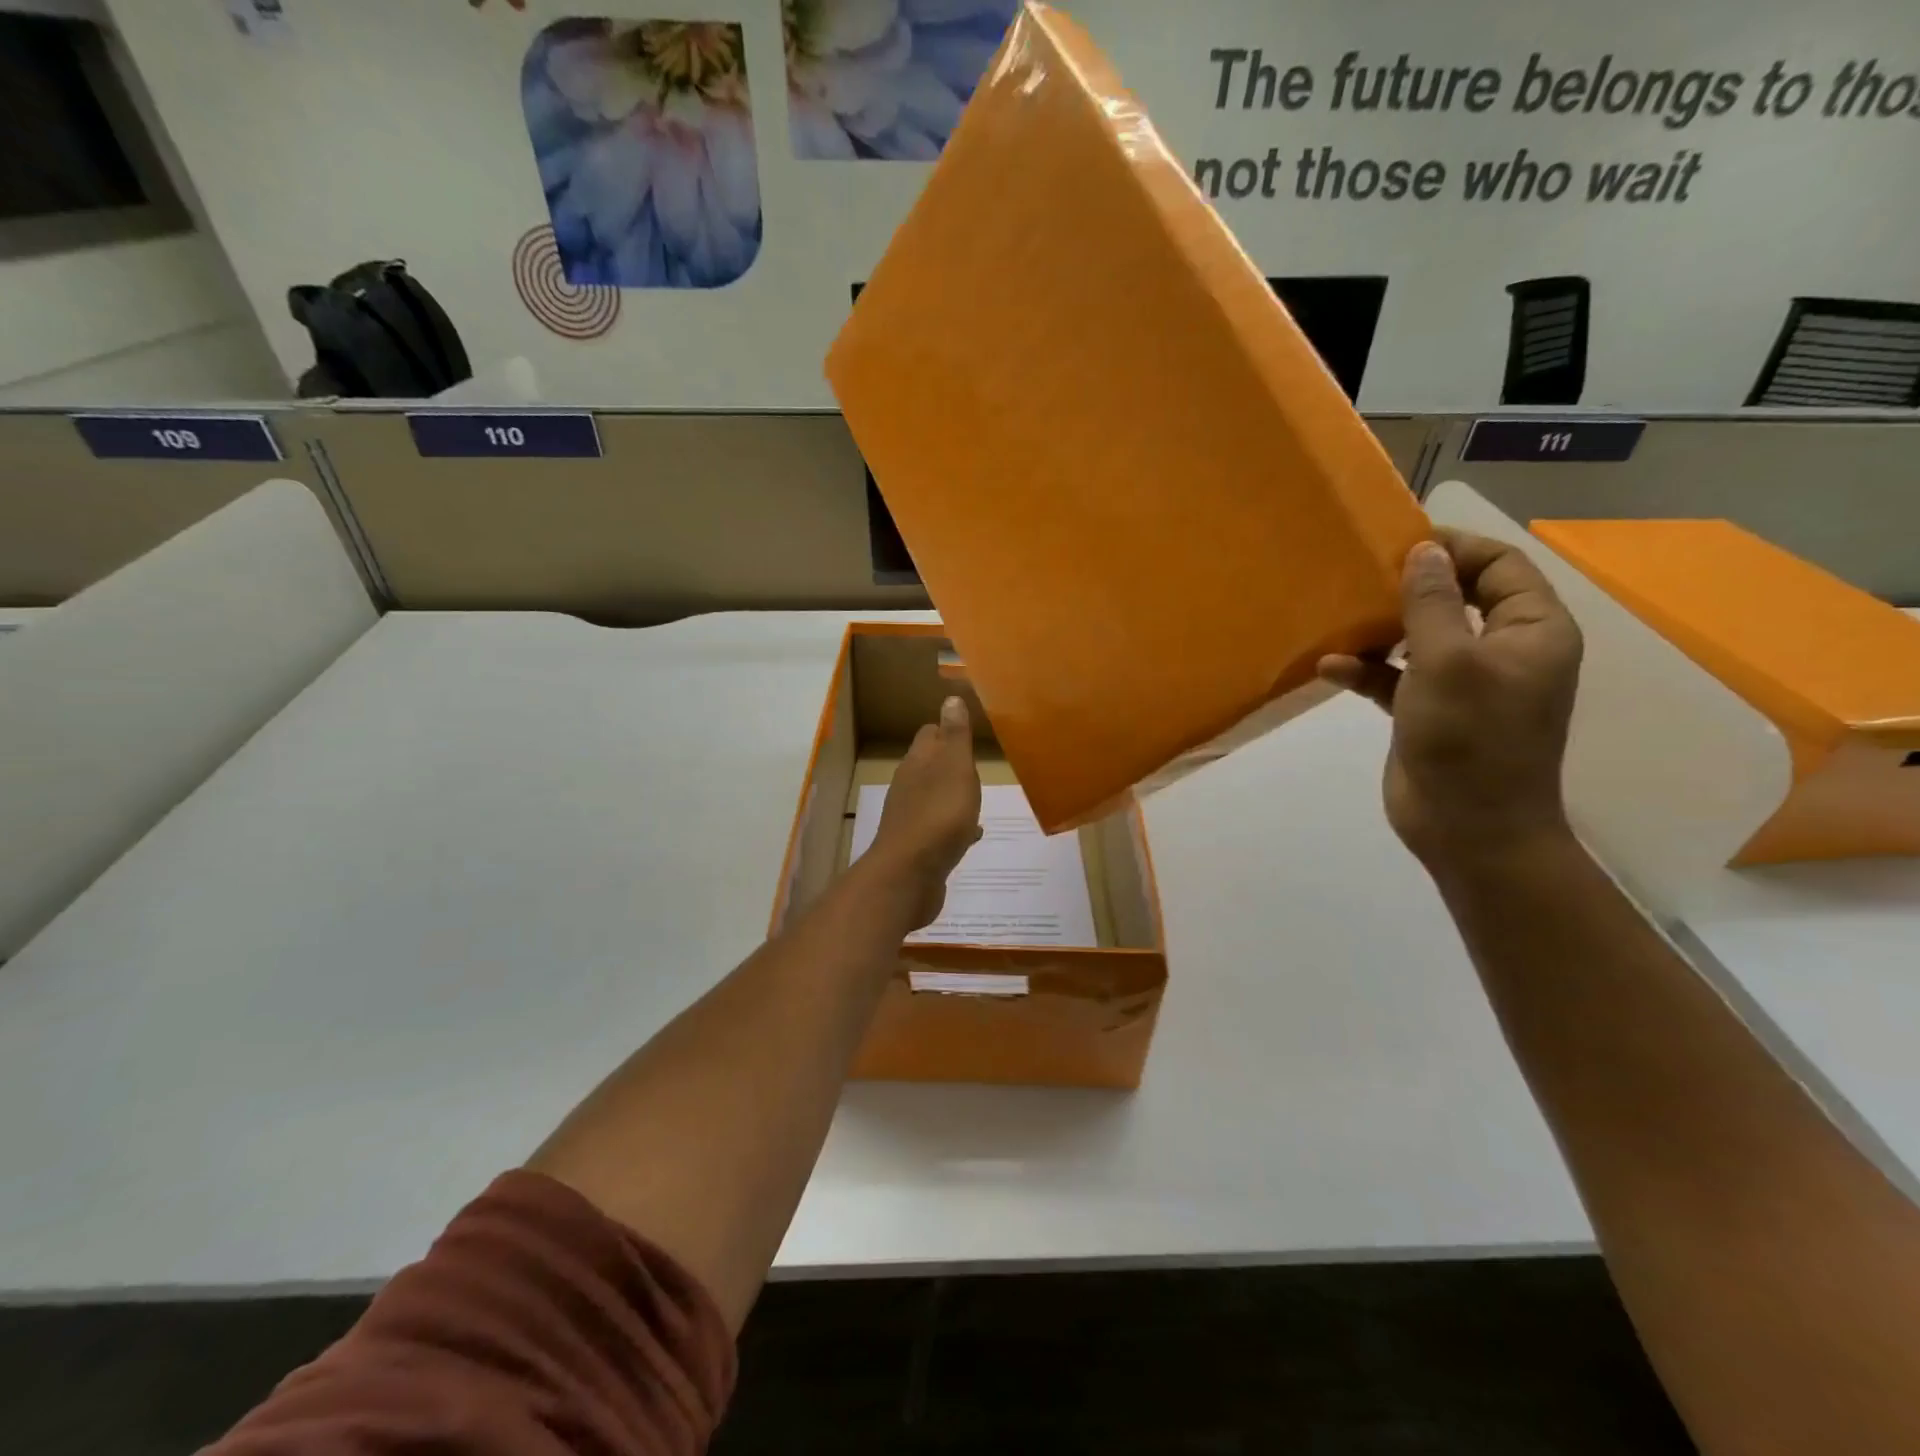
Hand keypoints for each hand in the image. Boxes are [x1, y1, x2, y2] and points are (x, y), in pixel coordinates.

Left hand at [864, 696, 983, 929]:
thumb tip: (950, 697)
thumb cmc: (939, 815)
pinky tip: (971, 834)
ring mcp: (910, 817)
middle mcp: (909, 786)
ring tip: (977, 797)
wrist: (909, 876)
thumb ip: (956, 736)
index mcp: (918, 762)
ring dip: (952, 795)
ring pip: (934, 797)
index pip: (930, 734)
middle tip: (978, 764)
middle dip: (951, 762)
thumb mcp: (955, 768)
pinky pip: (939, 828)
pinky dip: (954, 826)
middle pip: (929, 765)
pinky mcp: (917, 846)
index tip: (971, 731)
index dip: (948, 730)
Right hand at [1318, 531, 1582, 871]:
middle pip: (1457, 597)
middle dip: (1410, 587)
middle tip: (1362, 577)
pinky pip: (1396, 676)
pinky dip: (1367, 670)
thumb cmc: (1470, 739)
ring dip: (1381, 630)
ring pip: (1421, 636)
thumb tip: (1423, 551)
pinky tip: (1331, 669)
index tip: (1399, 544)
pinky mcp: (1428, 711)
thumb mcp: (1448, 661)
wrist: (1469, 829)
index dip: (1454, 549)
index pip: (1500, 566)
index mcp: (1531, 630)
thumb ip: (1433, 602)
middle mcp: (1503, 650)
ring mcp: (1465, 683)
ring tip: (1340, 621)